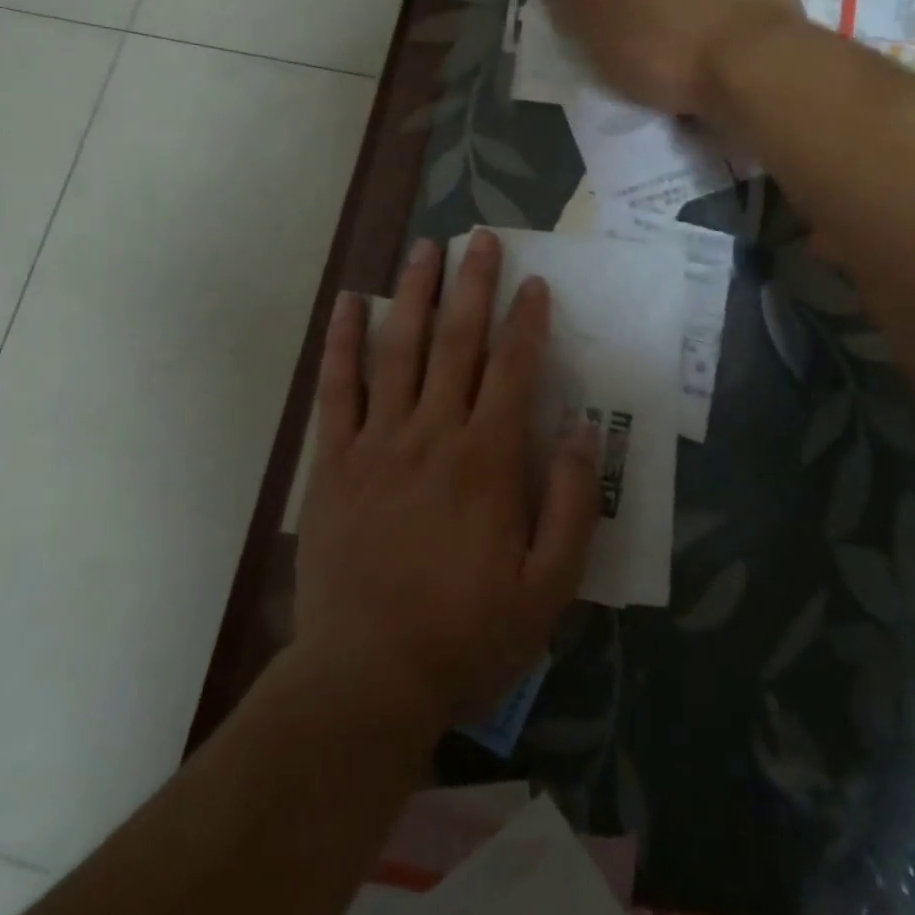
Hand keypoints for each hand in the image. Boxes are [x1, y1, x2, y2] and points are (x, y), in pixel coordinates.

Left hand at [293, 231, 600, 732]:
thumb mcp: (548, 589)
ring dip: (413, 294)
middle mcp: (433, 434)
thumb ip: (569, 506)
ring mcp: (378, 443)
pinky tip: (348, 304)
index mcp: (487, 461)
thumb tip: (579, 432)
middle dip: (472, 285)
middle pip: (456, 343)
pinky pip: (338, 389)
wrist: (367, 676)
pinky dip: (342, 343)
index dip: (526, 322)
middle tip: (480, 238)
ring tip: (424, 249)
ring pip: (397, 350)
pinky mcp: (335, 462)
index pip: (513, 370)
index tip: (534, 283)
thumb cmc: (466, 635)